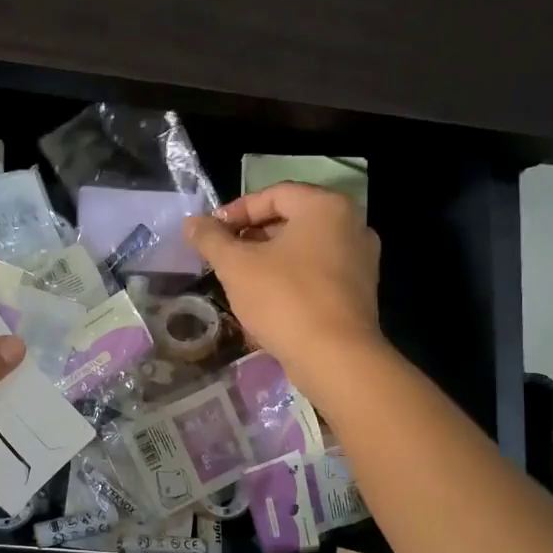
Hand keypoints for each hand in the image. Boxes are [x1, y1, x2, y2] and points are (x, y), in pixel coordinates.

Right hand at [184, 183, 384, 391]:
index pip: (273, 194)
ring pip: (304, 248)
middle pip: (291, 219)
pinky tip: (266, 300)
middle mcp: (351, 225)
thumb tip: (191, 223)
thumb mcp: (236, 266)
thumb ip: (211, 239)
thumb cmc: (284, 299)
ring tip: (239, 279)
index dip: (236, 211)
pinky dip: (290, 277)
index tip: (210, 233)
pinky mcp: (360, 291)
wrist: (335, 358)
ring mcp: (360, 259)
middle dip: (251, 236)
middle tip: (222, 255)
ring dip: (268, 258)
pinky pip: (318, 272)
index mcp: (325, 207)